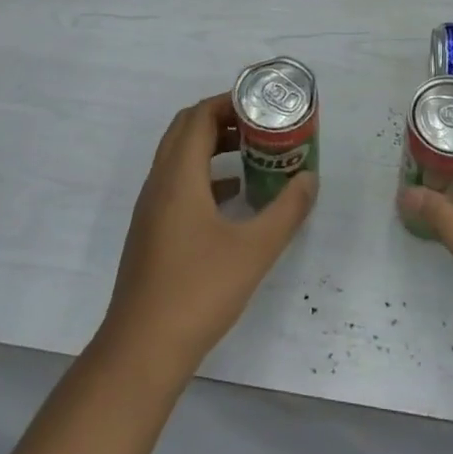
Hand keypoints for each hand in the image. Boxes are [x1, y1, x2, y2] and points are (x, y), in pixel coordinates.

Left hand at [102, 94, 317, 373]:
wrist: (142, 350)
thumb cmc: (198, 291)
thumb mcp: (254, 250)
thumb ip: (287, 211)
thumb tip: (310, 179)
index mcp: (179, 176)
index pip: (198, 116)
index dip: (229, 102)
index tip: (261, 104)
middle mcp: (159, 183)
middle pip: (185, 130)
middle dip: (222, 119)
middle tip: (260, 125)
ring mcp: (151, 209)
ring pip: (179, 158)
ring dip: (212, 147)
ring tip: (253, 154)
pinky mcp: (151, 232)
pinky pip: (177, 184)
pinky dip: (205, 176)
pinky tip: (233, 197)